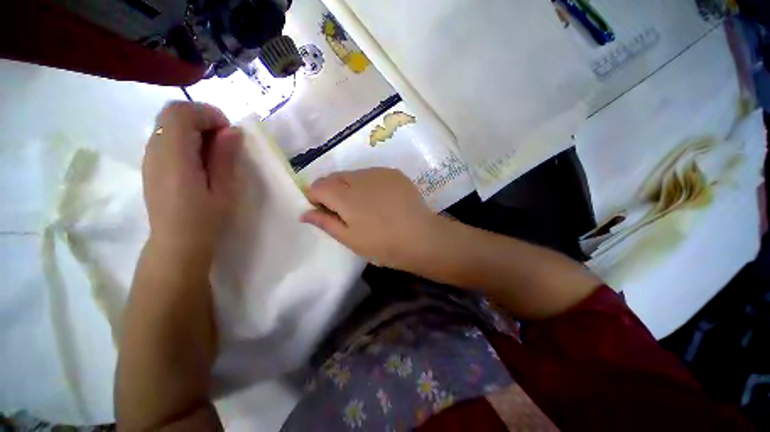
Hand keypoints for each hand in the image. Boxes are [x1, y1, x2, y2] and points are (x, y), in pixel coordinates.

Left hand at [142, 101, 241, 261]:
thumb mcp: (224, 190)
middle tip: (224, 142)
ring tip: (214, 152)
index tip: (228, 132)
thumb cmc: (205, 220)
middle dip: (202, 119)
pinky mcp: (151, 164)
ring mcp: (149, 157)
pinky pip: (166, 137)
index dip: (206, 113)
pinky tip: (200, 160)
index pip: (179, 113)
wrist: (176, 243)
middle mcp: (154, 151)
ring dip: (194, 129)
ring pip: (168, 124)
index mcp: (174, 158)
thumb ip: (225, 158)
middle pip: (171, 114)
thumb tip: (232, 131)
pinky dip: (185, 139)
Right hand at [301, 168, 439, 269]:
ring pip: (353, 174)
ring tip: (366, 205)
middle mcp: (359, 177)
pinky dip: (368, 184)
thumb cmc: (383, 244)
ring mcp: (378, 172)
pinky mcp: (393, 173)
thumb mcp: (350, 239)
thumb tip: (304, 213)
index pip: (318, 186)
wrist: (421, 237)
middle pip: (334, 177)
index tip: (325, 210)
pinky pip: (372, 174)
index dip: (316, 197)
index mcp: (345, 196)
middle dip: (333, 190)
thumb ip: (326, 222)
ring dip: (351, 186)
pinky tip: (381, 199)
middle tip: (345, 210)